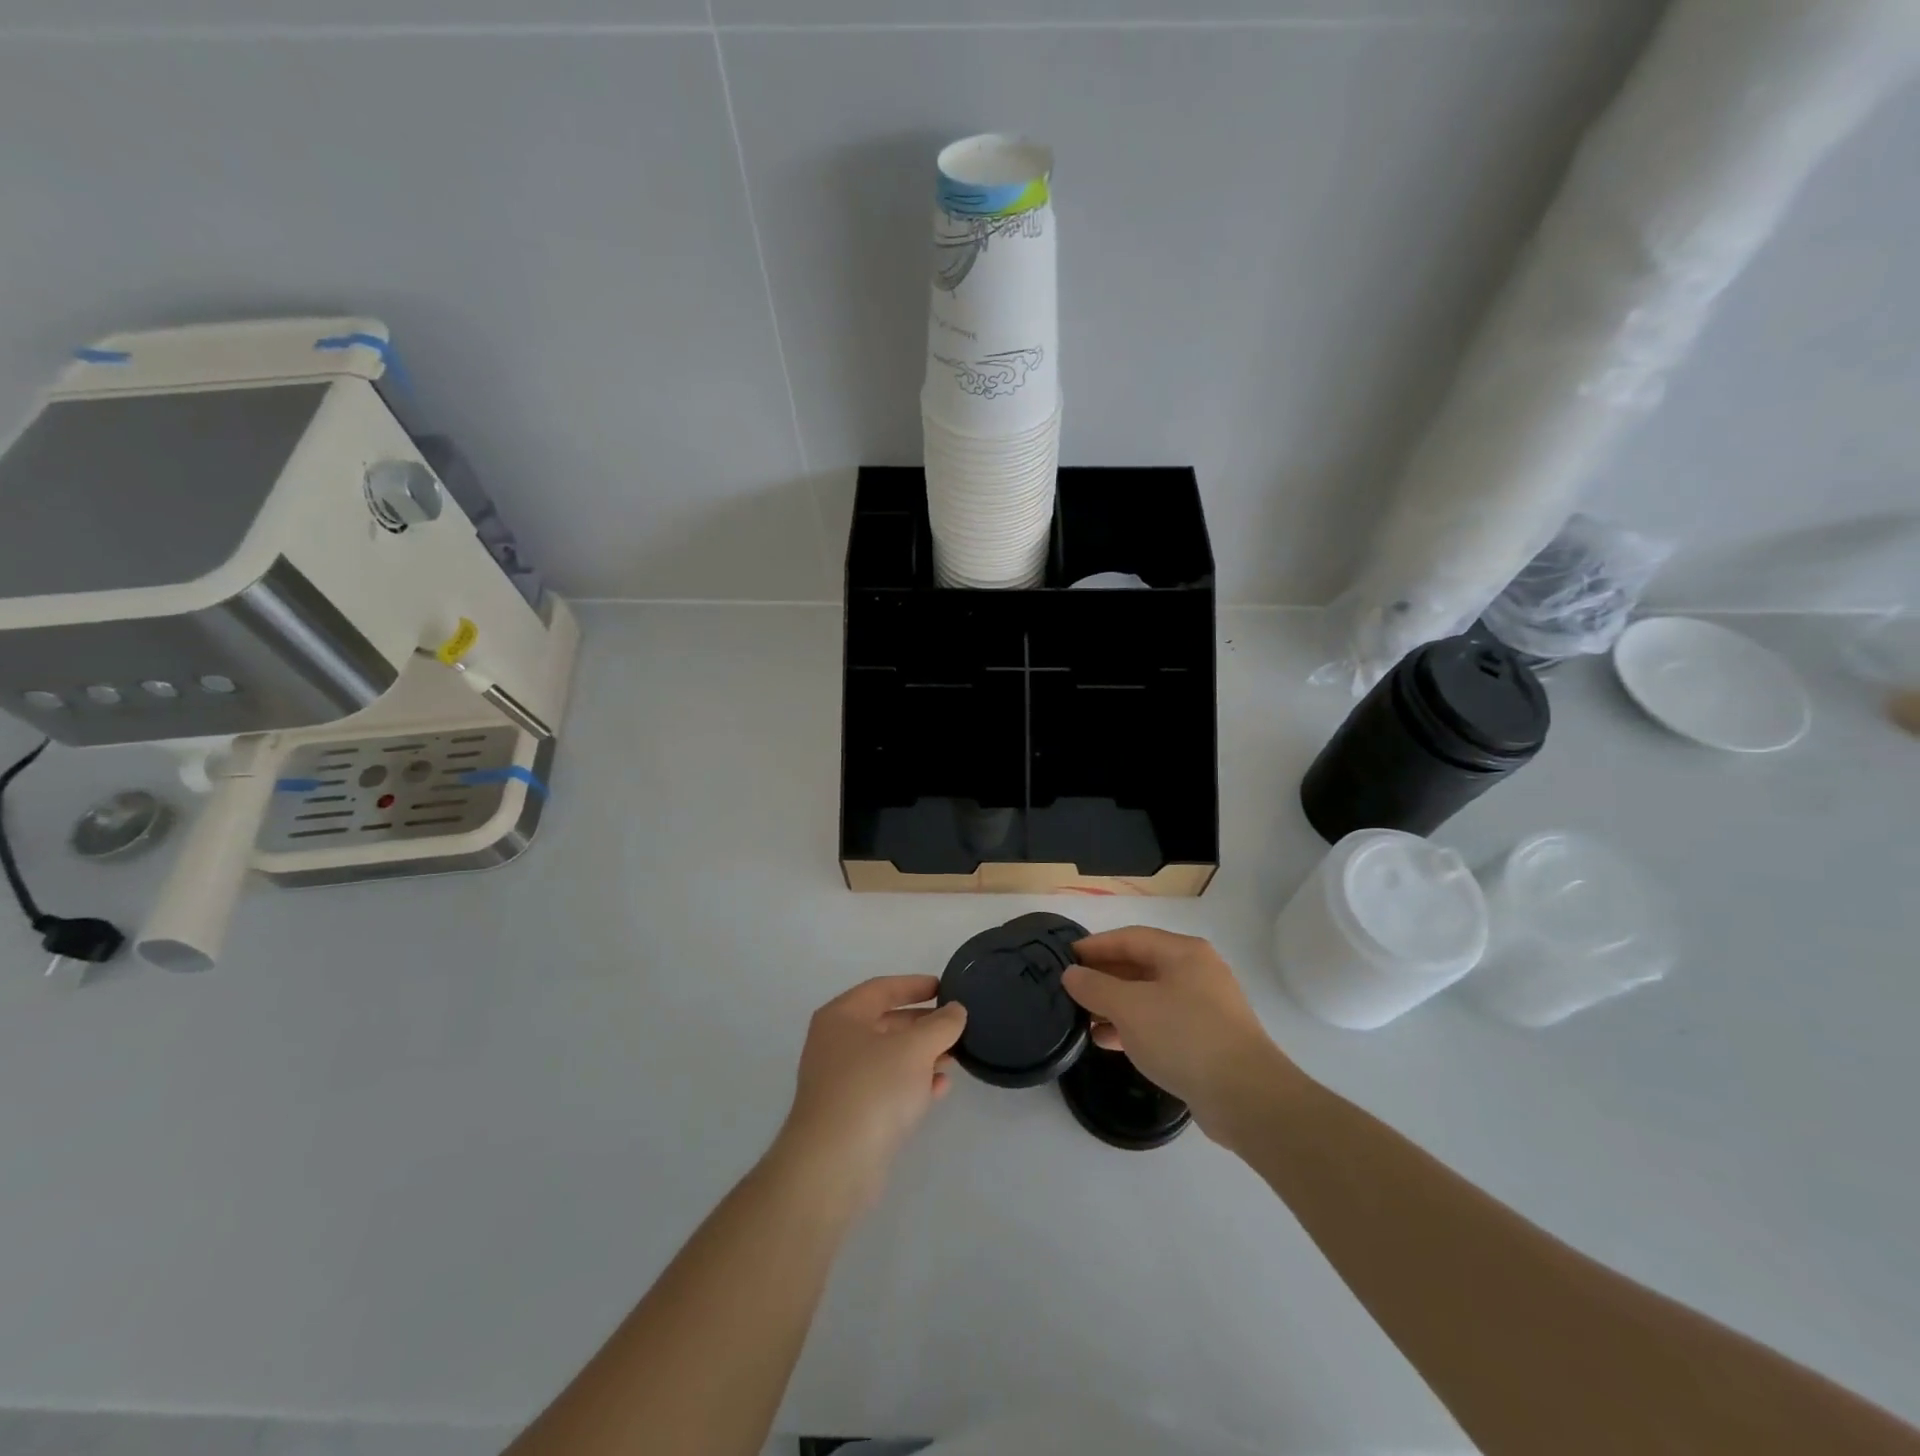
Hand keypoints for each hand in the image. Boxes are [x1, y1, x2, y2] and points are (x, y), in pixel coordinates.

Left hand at [773, 976, 966, 1211]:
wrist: (833, 1165)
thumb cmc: (872, 1089)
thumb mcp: (915, 1048)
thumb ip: (941, 1025)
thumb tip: (955, 1010)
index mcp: (842, 1016)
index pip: (882, 989)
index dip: (914, 985)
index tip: (944, 987)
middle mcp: (836, 1043)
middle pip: (886, 1023)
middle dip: (923, 1024)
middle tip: (956, 1026)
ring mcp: (841, 1081)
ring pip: (888, 1057)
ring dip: (922, 1055)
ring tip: (955, 1057)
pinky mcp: (850, 1114)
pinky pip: (886, 1087)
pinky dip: (912, 1083)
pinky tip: (939, 1089)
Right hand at [1062, 928, 1298, 1141]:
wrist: (1246, 1098)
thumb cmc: (1184, 1037)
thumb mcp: (1130, 1007)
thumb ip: (1096, 987)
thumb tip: (1071, 974)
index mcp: (1183, 952)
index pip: (1130, 937)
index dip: (1094, 946)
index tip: (1063, 957)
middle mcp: (1196, 972)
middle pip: (1140, 965)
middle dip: (1103, 977)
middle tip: (1069, 989)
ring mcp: (1204, 1007)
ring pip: (1149, 997)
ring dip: (1115, 1005)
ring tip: (1081, 1018)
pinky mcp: (1206, 1040)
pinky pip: (1160, 1023)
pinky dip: (1133, 1027)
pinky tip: (1107, 1041)